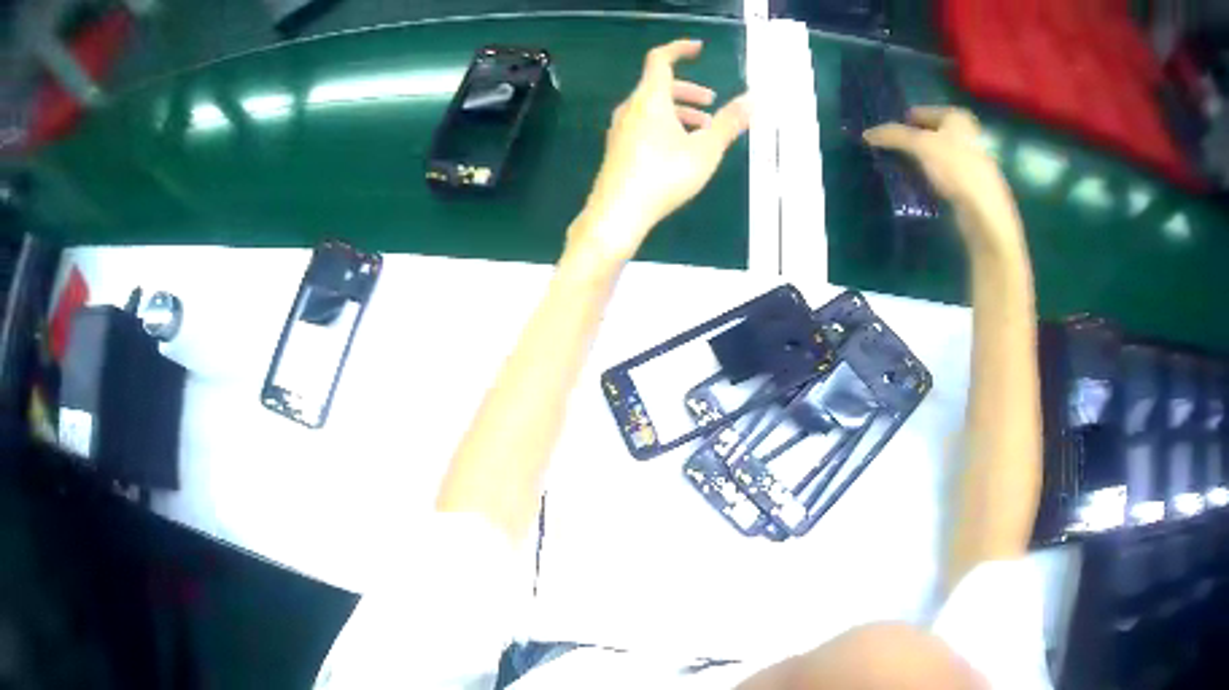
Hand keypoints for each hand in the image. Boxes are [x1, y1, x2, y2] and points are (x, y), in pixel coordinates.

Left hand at [569, 39, 749, 264]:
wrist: (617, 213)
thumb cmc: (663, 176)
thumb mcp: (705, 150)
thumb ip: (729, 123)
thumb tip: (752, 100)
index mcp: (650, 99)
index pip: (661, 60)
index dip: (679, 49)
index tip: (699, 49)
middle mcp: (631, 108)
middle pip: (659, 86)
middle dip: (688, 91)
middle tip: (712, 103)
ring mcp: (621, 129)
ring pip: (652, 108)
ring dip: (680, 111)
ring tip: (704, 130)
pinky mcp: (618, 148)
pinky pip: (644, 124)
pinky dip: (666, 125)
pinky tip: (681, 150)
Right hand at [865, 106, 1023, 256]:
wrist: (985, 213)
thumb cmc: (956, 169)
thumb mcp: (920, 145)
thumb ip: (893, 136)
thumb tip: (867, 134)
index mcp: (956, 116)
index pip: (919, 112)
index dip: (901, 123)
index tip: (885, 138)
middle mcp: (966, 133)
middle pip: (929, 134)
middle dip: (910, 143)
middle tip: (890, 154)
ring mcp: (970, 159)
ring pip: (936, 155)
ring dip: (920, 162)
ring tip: (902, 172)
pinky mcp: (970, 183)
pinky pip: (943, 174)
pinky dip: (931, 178)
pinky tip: (920, 188)